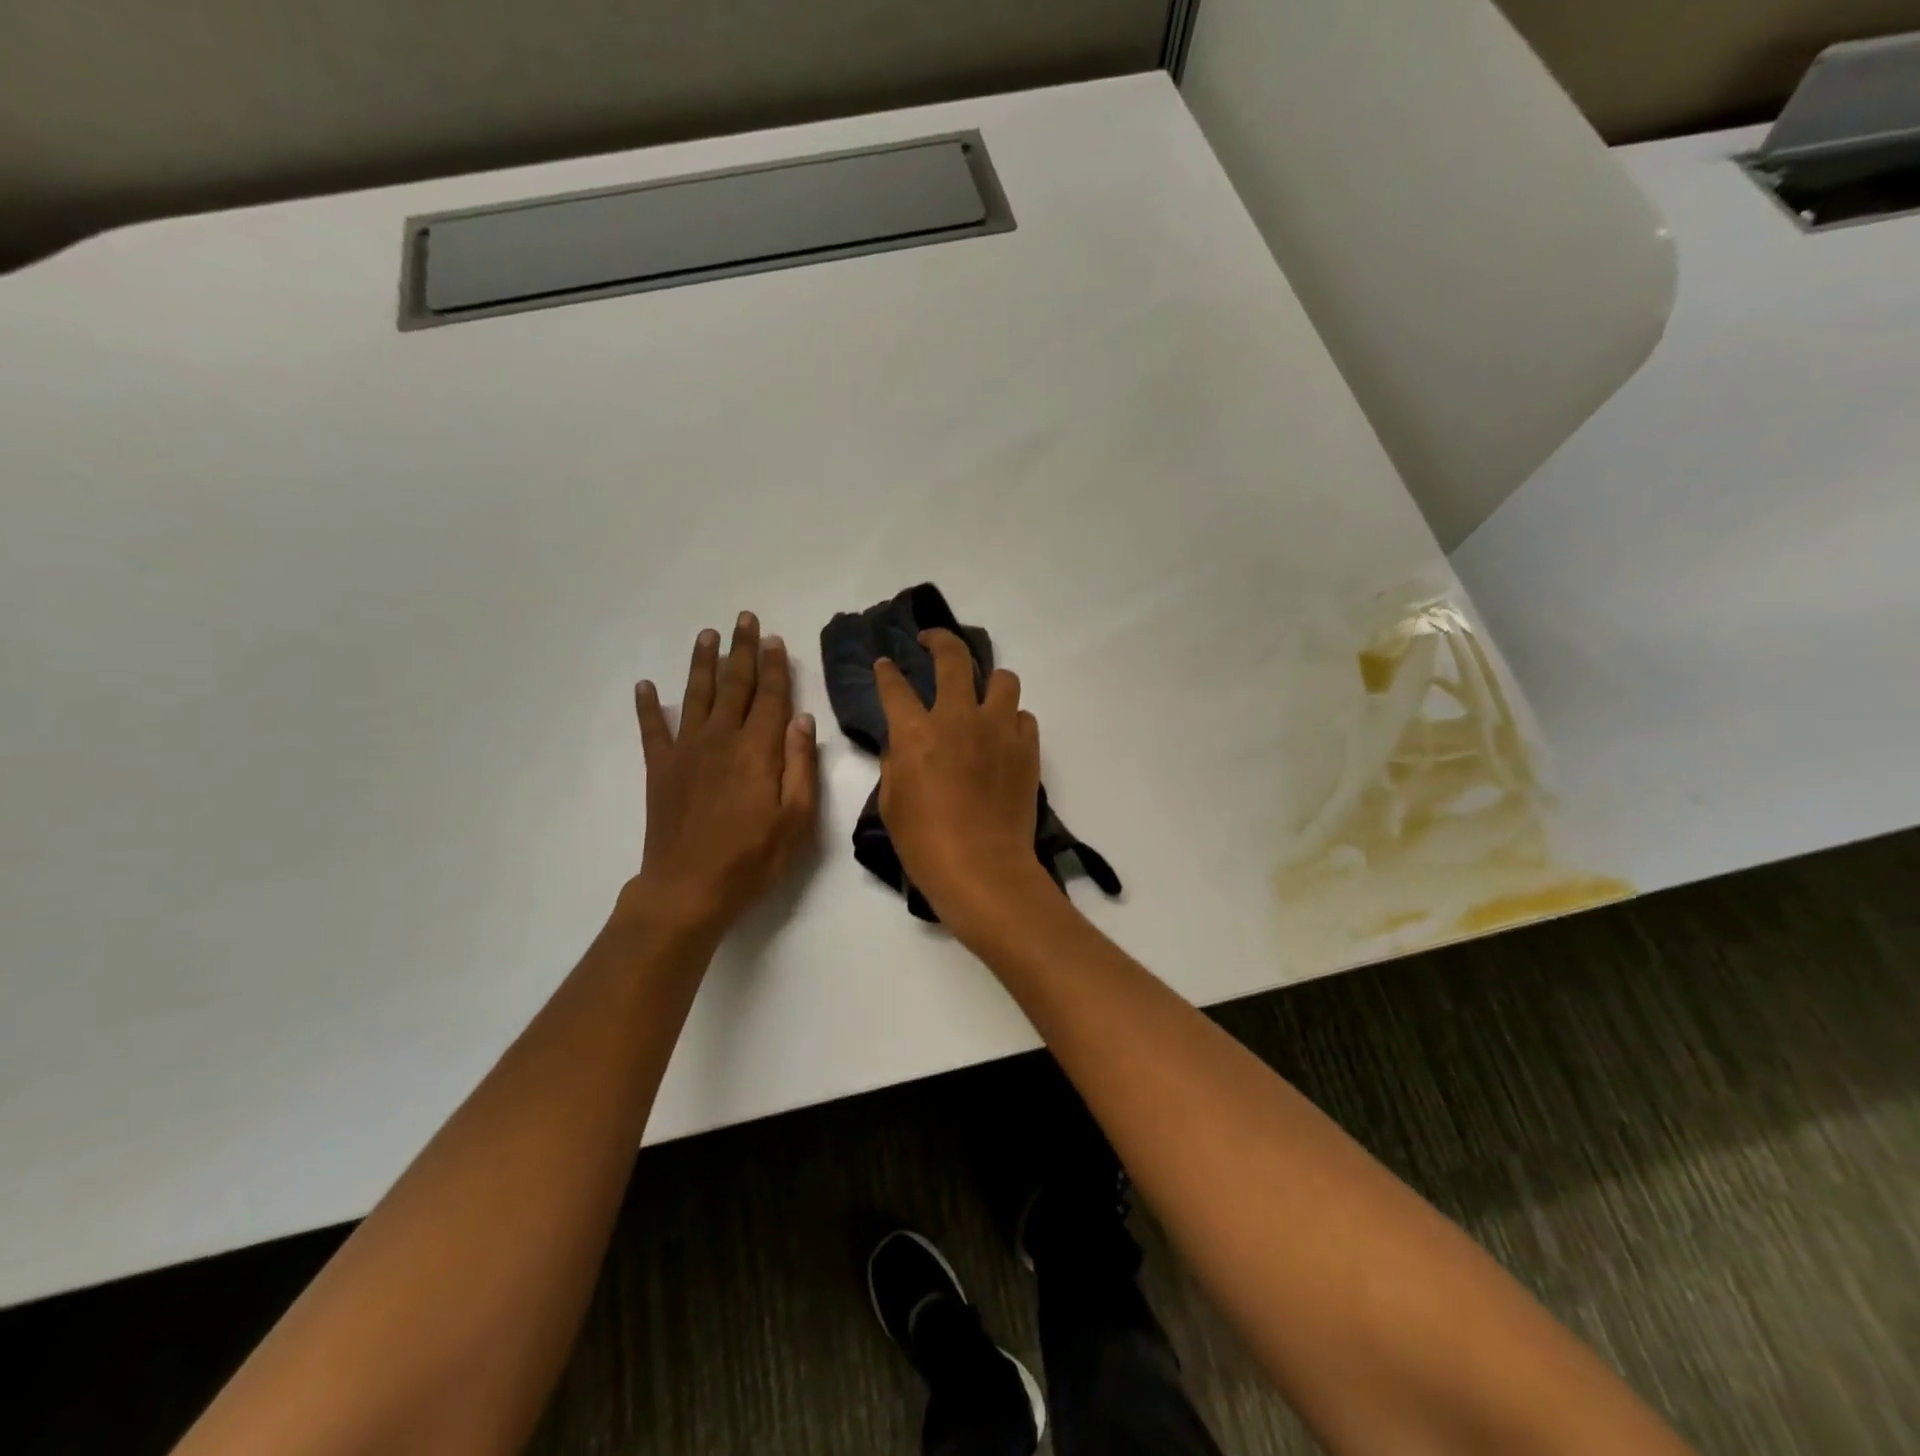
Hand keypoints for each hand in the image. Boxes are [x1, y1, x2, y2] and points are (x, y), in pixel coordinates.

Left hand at [623, 613, 817, 940]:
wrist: (687, 889)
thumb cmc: (751, 859)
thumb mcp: (796, 820)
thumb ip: (800, 765)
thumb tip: (801, 718)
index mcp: (757, 750)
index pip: (770, 697)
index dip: (774, 666)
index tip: (775, 639)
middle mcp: (721, 739)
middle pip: (734, 685)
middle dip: (741, 650)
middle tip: (744, 620)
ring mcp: (686, 752)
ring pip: (696, 695)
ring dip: (702, 663)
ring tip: (707, 635)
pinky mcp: (660, 769)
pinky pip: (652, 729)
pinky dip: (647, 706)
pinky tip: (645, 685)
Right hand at [874, 629, 1049, 927]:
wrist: (981, 868)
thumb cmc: (925, 842)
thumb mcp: (892, 801)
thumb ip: (896, 761)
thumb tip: (904, 741)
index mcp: (916, 732)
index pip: (894, 686)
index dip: (886, 671)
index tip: (885, 664)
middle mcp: (958, 718)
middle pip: (953, 658)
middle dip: (939, 641)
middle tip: (932, 642)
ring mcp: (998, 729)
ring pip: (1002, 678)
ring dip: (988, 681)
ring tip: (981, 695)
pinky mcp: (1026, 748)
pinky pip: (1023, 716)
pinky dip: (1011, 719)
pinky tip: (1002, 736)